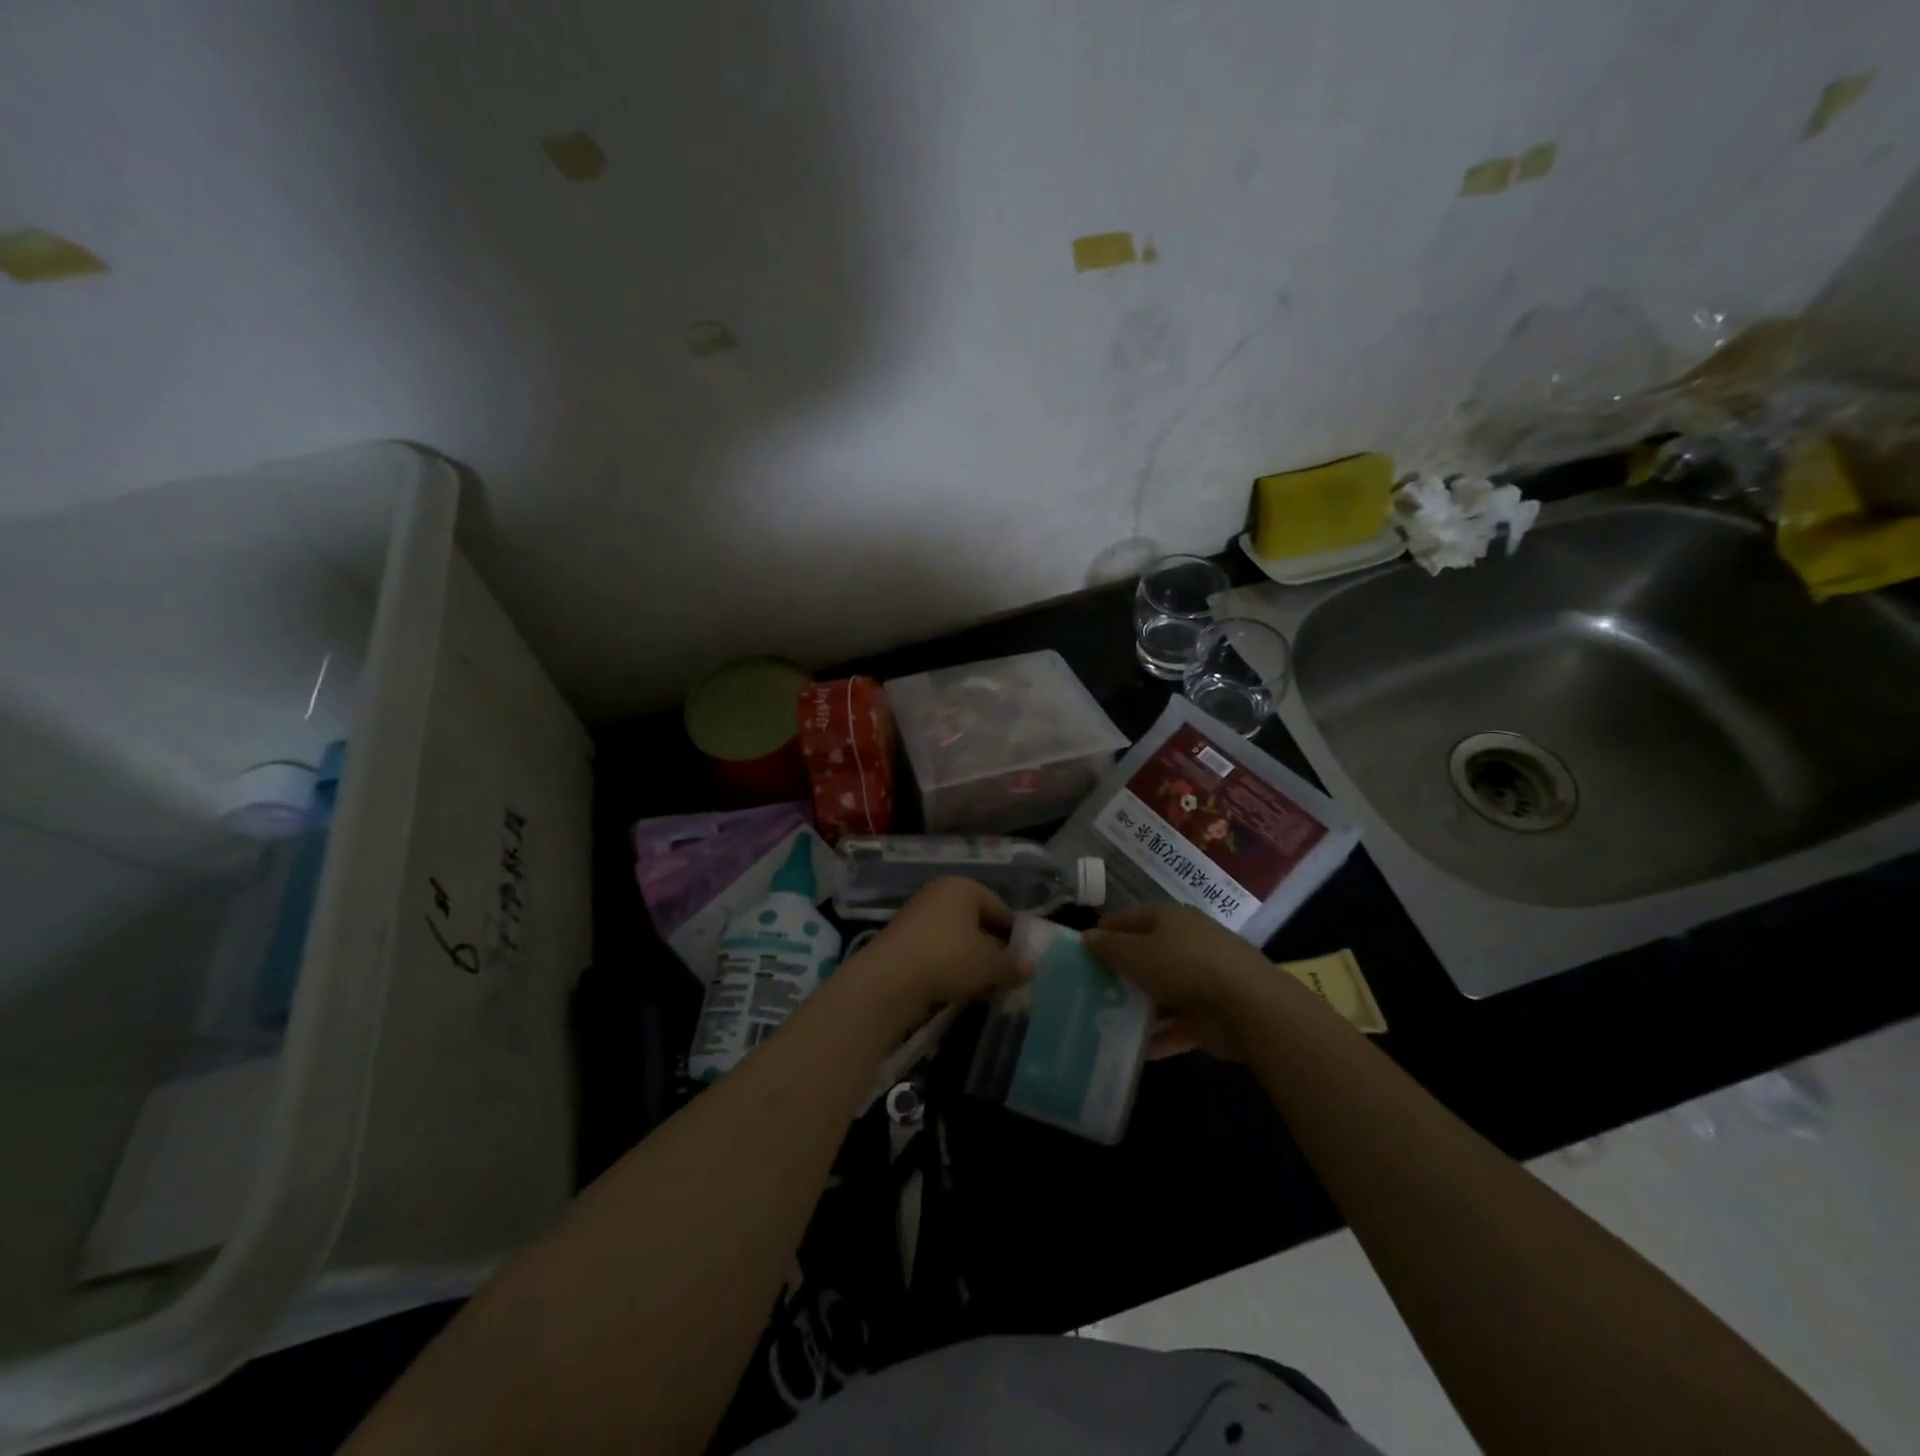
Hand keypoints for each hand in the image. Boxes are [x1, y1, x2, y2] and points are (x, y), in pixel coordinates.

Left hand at [836, 877, 1025, 1034]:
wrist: (889, 980)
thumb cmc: (948, 958)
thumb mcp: (990, 964)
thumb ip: (1013, 965)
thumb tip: (1030, 967)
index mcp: (964, 887)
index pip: (1001, 909)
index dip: (1016, 937)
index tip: (1025, 963)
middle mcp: (940, 894)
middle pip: (978, 923)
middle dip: (994, 952)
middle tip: (1007, 978)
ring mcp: (919, 916)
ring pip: (958, 940)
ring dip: (973, 963)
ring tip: (985, 990)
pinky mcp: (904, 941)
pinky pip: (939, 952)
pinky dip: (951, 968)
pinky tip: (959, 991)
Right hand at [1084, 903, 1280, 1059]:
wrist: (1246, 1005)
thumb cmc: (1183, 966)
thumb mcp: (1136, 953)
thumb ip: (1109, 947)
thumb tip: (1087, 937)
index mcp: (1170, 919)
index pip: (1130, 918)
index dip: (1105, 931)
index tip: (1082, 950)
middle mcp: (1186, 944)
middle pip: (1146, 955)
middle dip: (1121, 972)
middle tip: (1090, 988)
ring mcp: (1201, 980)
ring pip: (1161, 992)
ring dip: (1138, 1007)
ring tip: (1106, 1022)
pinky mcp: (1210, 1015)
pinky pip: (1176, 1024)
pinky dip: (1158, 1036)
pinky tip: (1133, 1050)